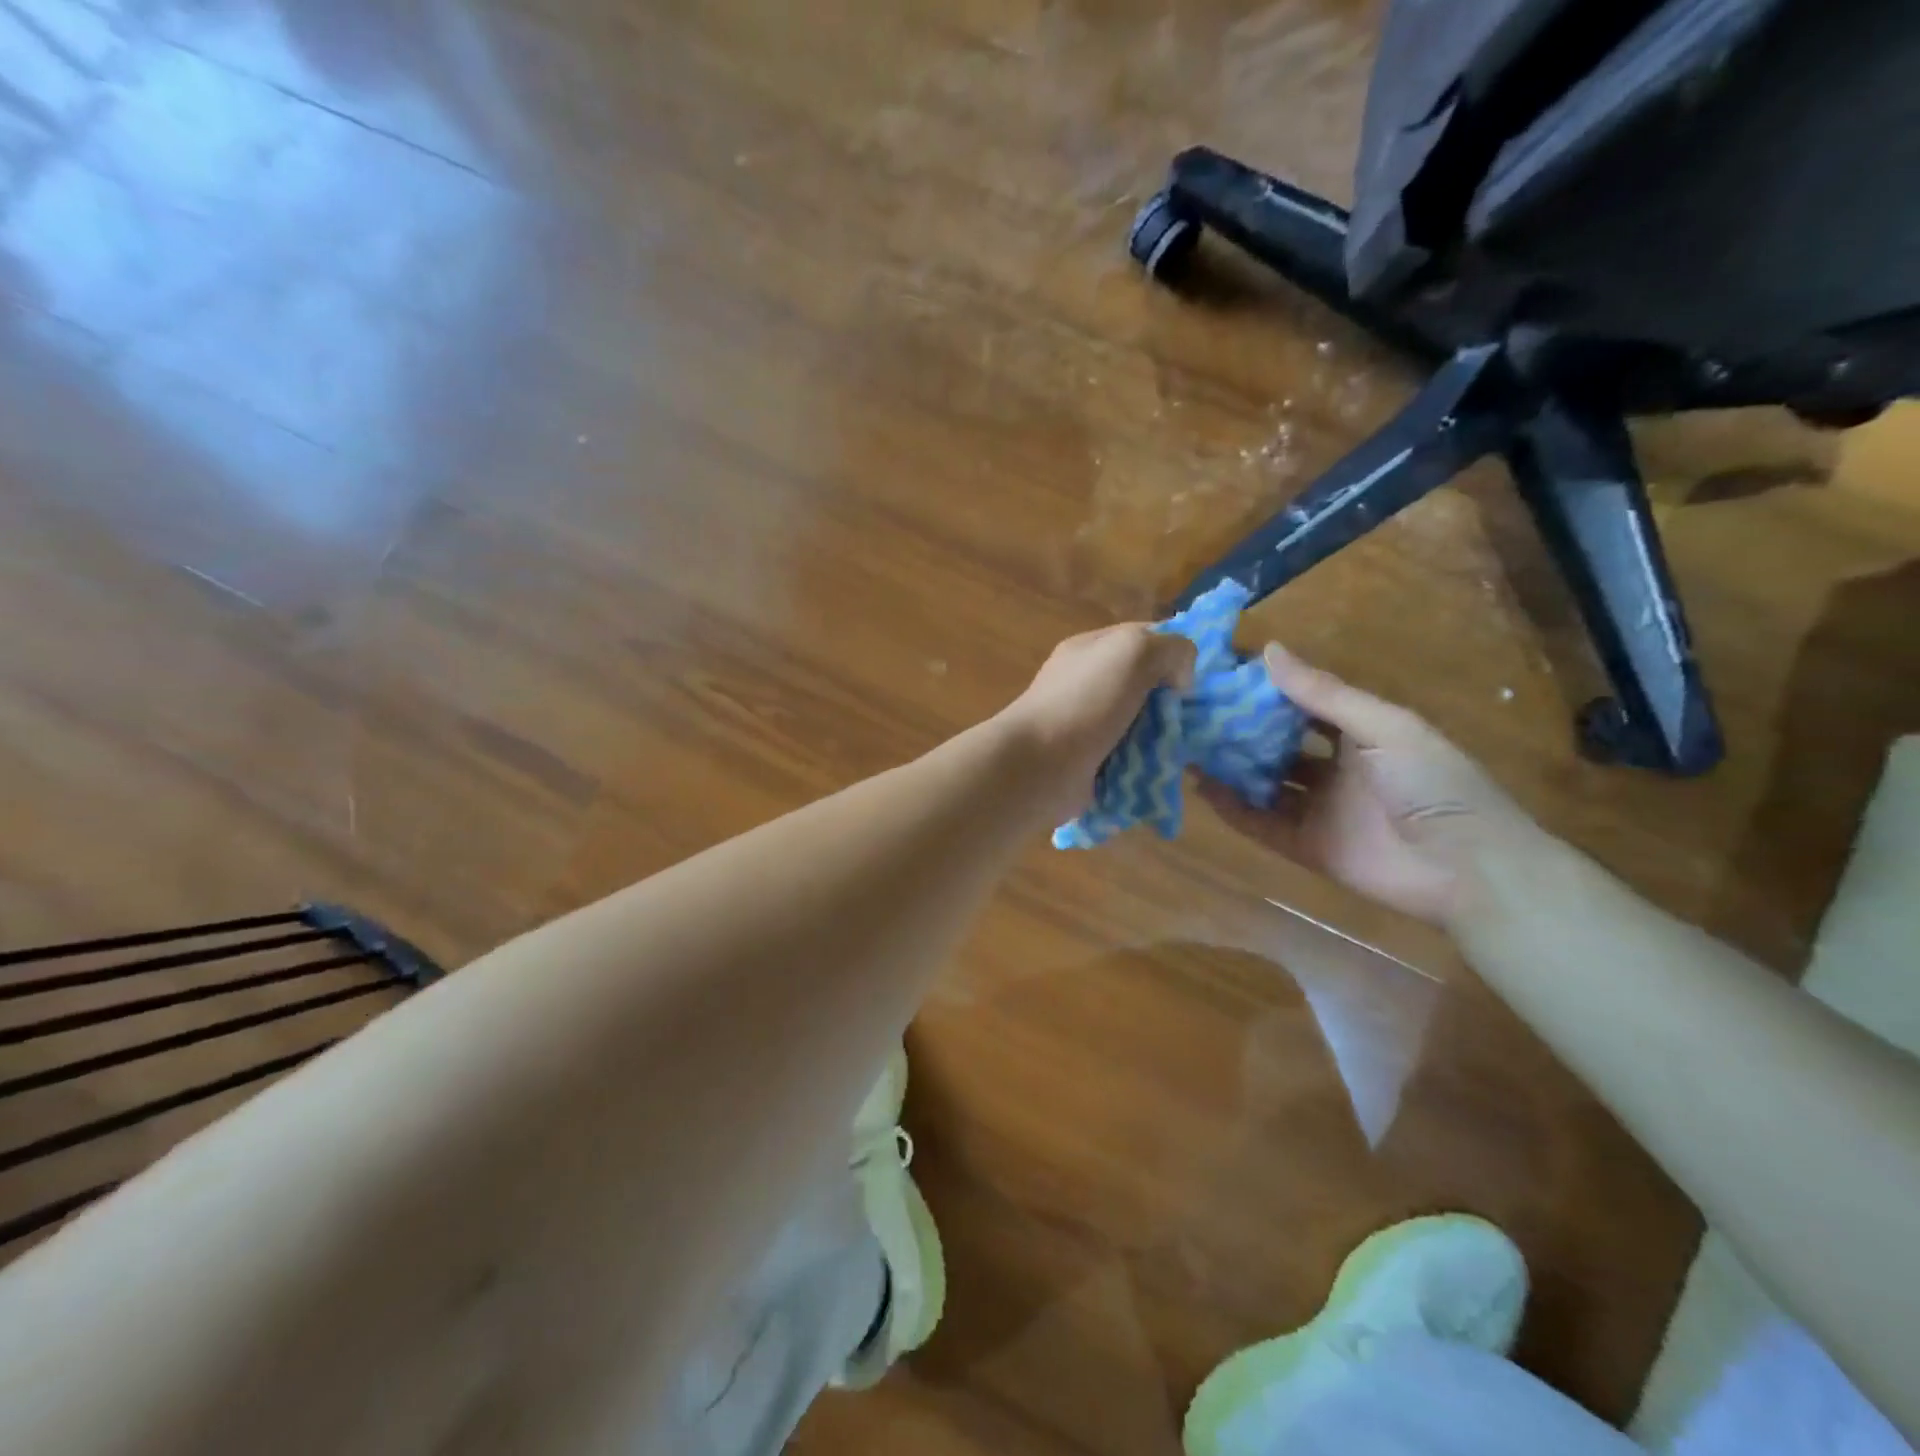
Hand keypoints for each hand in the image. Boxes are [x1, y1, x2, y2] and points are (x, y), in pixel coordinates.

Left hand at [995, 623, 1195, 824]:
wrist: (1037, 766)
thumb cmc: (1083, 701)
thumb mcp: (1132, 652)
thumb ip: (1169, 648)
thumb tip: (1180, 679)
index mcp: (1092, 650)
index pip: (1144, 638)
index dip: (1175, 653)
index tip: (1200, 677)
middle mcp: (1088, 684)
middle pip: (1146, 686)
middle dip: (1174, 703)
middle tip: (1200, 721)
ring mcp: (1087, 726)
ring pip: (1141, 727)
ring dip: (1165, 739)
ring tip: (1189, 750)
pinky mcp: (1091, 764)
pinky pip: (1130, 761)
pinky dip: (1148, 767)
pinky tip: (1167, 772)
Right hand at [1203, 645, 1537, 925]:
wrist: (1470, 869)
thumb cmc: (1433, 784)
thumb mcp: (1383, 727)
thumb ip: (1323, 694)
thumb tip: (1268, 649)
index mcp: (1362, 733)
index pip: (1304, 703)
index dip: (1266, 689)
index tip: (1221, 673)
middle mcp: (1336, 768)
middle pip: (1278, 744)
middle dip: (1240, 729)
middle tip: (1194, 711)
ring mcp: (1321, 809)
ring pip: (1265, 783)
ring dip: (1230, 768)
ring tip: (1186, 746)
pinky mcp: (1308, 847)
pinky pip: (1262, 824)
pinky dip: (1233, 809)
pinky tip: (1201, 789)